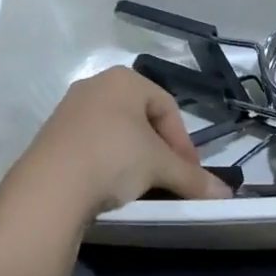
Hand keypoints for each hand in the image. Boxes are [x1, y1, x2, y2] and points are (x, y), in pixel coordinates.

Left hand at [1, 66, 232, 223]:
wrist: (50, 187)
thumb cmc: (114, 158)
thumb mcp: (160, 167)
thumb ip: (193, 178)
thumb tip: (226, 196)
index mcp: (124, 79)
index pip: (167, 107)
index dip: (184, 143)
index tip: (191, 174)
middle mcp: (96, 85)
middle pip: (141, 118)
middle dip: (160, 149)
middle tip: (169, 178)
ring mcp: (70, 109)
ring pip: (116, 131)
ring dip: (134, 157)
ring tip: (142, 186)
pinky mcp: (52, 134)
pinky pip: (92, 144)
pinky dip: (108, 162)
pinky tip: (111, 187)